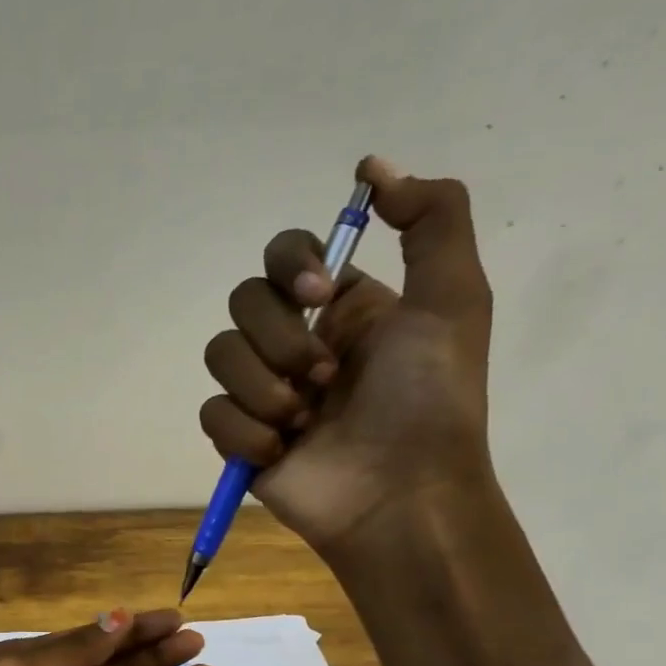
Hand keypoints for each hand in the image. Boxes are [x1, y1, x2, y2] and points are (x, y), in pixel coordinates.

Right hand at [199, 155, 496, 560]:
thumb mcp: (453, 300)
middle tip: (324, 377)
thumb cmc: (430, 401)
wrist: (401, 497)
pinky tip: (281, 452)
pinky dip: (245, 432)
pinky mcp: (238, 438)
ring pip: (219, 355)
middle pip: (243, 301)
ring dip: (262, 387)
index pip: (284, 254)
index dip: (290, 262)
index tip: (319, 291)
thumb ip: (431, 221)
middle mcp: (296, 341)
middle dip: (279, 338)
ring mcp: (263, 391)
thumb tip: (372, 168)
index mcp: (341, 307)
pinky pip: (212, 413)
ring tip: (302, 421)